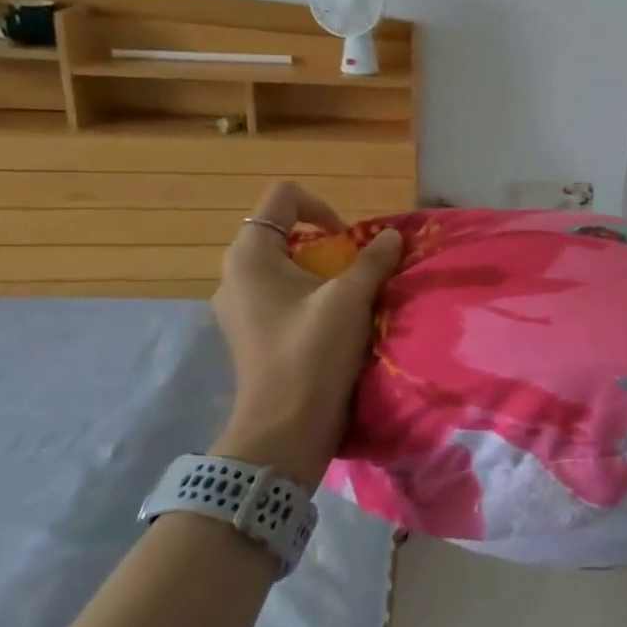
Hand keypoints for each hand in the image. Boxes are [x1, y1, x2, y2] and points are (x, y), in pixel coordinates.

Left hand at [209, 182, 402, 490]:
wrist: (285, 429)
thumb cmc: (312, 353)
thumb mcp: (351, 298)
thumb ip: (373, 259)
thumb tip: (391, 236)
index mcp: (251, 255)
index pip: (284, 197)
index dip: (323, 207)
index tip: (349, 241)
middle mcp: (235, 273)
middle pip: (285, 231)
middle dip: (327, 243)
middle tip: (354, 270)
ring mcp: (239, 305)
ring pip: (285, 265)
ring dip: (321, 272)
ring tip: (348, 298)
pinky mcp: (249, 331)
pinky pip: (281, 294)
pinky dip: (309, 296)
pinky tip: (332, 323)